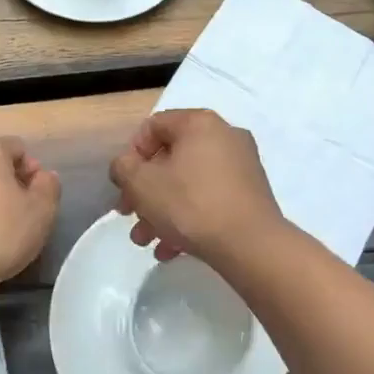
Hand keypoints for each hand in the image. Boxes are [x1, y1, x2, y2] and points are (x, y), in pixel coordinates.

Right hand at [108, 109, 284, 264]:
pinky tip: (172, 249)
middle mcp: (225, 136)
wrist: (250, 244)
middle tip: (130, 216)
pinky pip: (210, 198)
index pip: (153, 127)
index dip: (131, 155)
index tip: (124, 185)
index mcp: (199, 123)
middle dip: (145, 191)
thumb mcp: (142, 184)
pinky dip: (188, 218)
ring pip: (189, 183)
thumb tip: (126, 166)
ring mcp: (242, 165)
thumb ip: (123, 168)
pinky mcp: (250, 194)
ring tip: (147, 242)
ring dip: (162, 210)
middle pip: (171, 158)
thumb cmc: (190, 204)